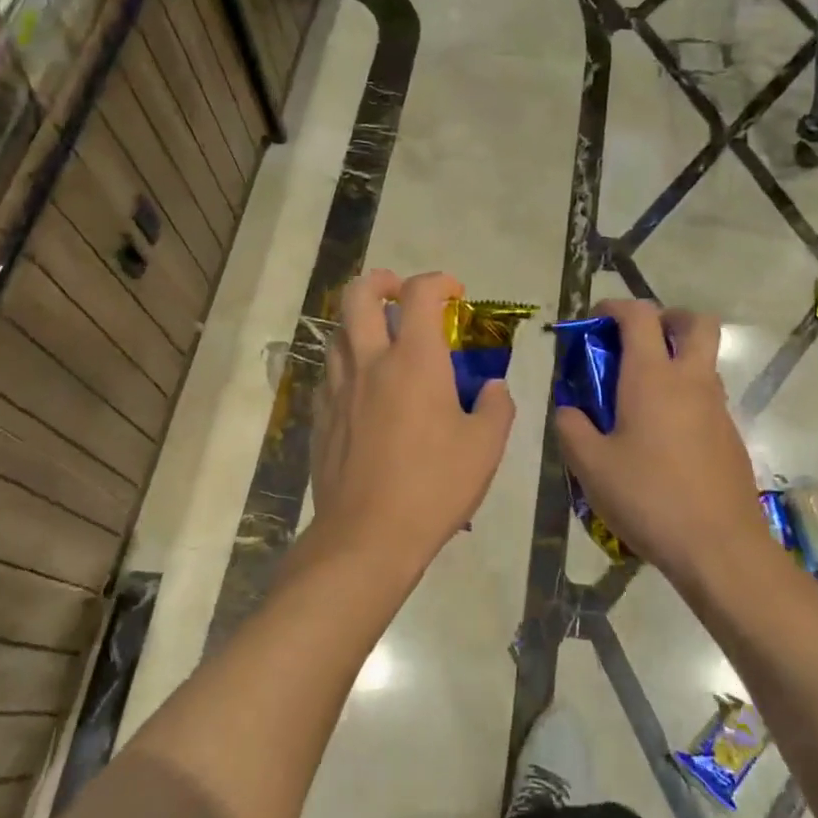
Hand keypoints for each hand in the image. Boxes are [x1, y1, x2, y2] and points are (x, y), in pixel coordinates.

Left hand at [310, 270, 515, 564]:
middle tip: (401, 296)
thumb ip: (497, 407)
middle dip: (382, 282)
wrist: (367, 536)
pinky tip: (365, 388)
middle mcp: (370, 362)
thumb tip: (492, 387)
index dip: (439, 281)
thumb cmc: (434, 487)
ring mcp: (338, 388)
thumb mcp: (486, 447)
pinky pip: (331, 371)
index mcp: (415, 361)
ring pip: (338, 331)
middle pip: (359, 294)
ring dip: (361, 322)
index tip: (455, 294)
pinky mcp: (321, 416)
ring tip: (384, 342)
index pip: (420, 294)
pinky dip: (349, 362)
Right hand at [554, 301, 766, 581]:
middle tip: (637, 342)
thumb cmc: (649, 498)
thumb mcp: (590, 466)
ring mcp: (717, 408)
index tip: (595, 319)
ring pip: (704, 361)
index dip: (615, 306)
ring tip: (640, 396)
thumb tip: (568, 410)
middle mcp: (691, 381)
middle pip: (695, 323)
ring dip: (676, 359)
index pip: (640, 315)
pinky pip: (707, 397)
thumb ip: (571, 428)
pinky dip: (685, 396)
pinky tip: (662, 437)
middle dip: (666, 319)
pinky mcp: (730, 436)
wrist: (719, 547)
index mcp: (652, 377)